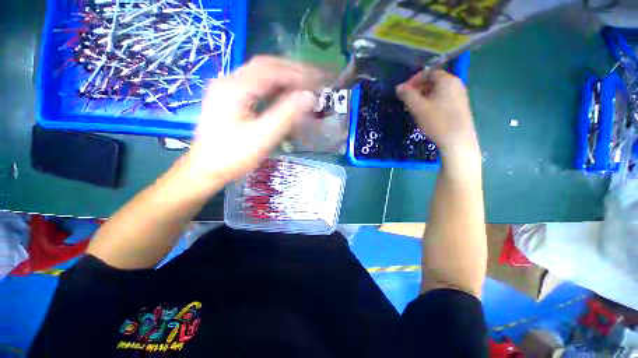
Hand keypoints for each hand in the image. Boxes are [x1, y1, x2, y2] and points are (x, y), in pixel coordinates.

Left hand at [180, 56, 322, 191]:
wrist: (206, 168)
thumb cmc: (233, 156)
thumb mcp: (262, 137)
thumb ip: (286, 114)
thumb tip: (309, 96)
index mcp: (234, 88)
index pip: (271, 70)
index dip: (297, 73)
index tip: (317, 81)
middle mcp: (229, 81)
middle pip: (265, 66)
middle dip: (292, 71)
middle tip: (314, 79)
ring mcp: (228, 88)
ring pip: (261, 74)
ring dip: (284, 77)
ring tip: (305, 84)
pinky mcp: (230, 98)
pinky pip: (256, 85)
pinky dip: (275, 86)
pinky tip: (286, 93)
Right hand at [396, 70, 479, 158]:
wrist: (458, 140)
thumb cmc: (437, 121)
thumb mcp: (418, 107)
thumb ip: (407, 95)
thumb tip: (399, 87)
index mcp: (447, 80)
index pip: (427, 73)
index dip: (413, 81)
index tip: (403, 91)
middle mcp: (456, 84)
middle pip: (434, 81)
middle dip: (418, 89)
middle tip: (407, 101)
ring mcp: (460, 95)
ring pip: (438, 91)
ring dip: (424, 97)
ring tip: (415, 109)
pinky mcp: (460, 107)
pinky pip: (444, 99)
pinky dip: (433, 102)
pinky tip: (427, 114)